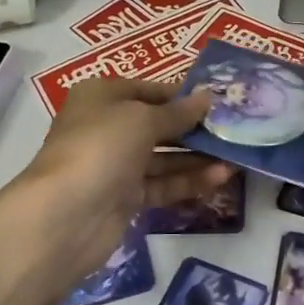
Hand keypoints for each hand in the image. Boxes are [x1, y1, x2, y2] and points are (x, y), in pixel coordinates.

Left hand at [17, 79, 235, 274]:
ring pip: (163, 157)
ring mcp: (115, 165)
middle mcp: (106, 128)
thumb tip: (207, 98)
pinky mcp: (125, 198)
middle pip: (157, 124)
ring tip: (236, 154)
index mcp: (101, 97)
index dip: (182, 95)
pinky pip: (163, 184)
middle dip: (194, 127)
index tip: (218, 100)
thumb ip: (177, 112)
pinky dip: (189, 180)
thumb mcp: (142, 118)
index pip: (148, 90)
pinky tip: (222, 176)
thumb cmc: (102, 147)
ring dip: (198, 156)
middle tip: (234, 128)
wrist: (67, 215)